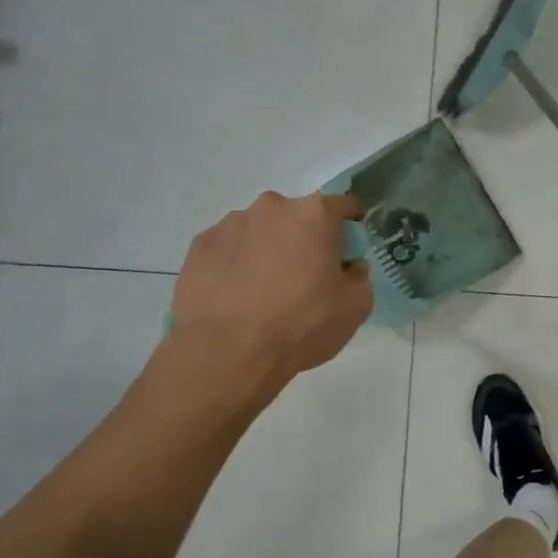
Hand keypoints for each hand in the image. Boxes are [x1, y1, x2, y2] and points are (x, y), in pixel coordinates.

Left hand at [169, 191, 372, 376]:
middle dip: (303, 240)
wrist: (228, 352)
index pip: (343, 206)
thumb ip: (359, 276)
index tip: (347, 253)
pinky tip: (235, 297)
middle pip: (297, 217)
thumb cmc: (302, 324)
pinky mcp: (199, 245)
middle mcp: (271, 207)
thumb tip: (348, 267)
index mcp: (314, 214)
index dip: (349, 228)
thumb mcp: (356, 306)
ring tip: (263, 292)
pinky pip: (228, 249)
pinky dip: (236, 264)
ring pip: (259, 231)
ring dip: (267, 250)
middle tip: (304, 278)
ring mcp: (230, 223)